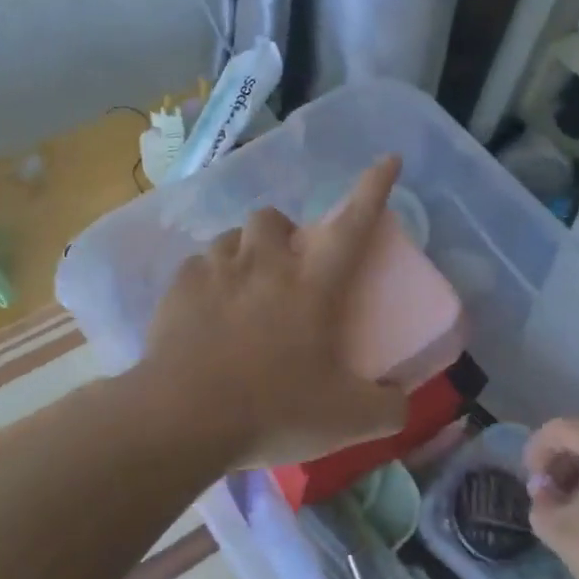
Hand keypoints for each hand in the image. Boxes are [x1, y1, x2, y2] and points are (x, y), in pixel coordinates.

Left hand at [133, 158, 409, 471]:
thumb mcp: (347, 419)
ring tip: (243, 289)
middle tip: (285, 269)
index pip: (353, 224)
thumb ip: (387, 408)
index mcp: (313, 285)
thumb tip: (400, 401)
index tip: (388, 159)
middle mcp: (265, 264)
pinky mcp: (178, 287)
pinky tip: (207, 312)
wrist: (184, 417)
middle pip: (274, 218)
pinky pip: (197, 267)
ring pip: (231, 237)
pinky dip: (207, 280)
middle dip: (283, 232)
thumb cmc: (273, 410)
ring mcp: (216, 270)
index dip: (374, 189)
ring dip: (243, 254)